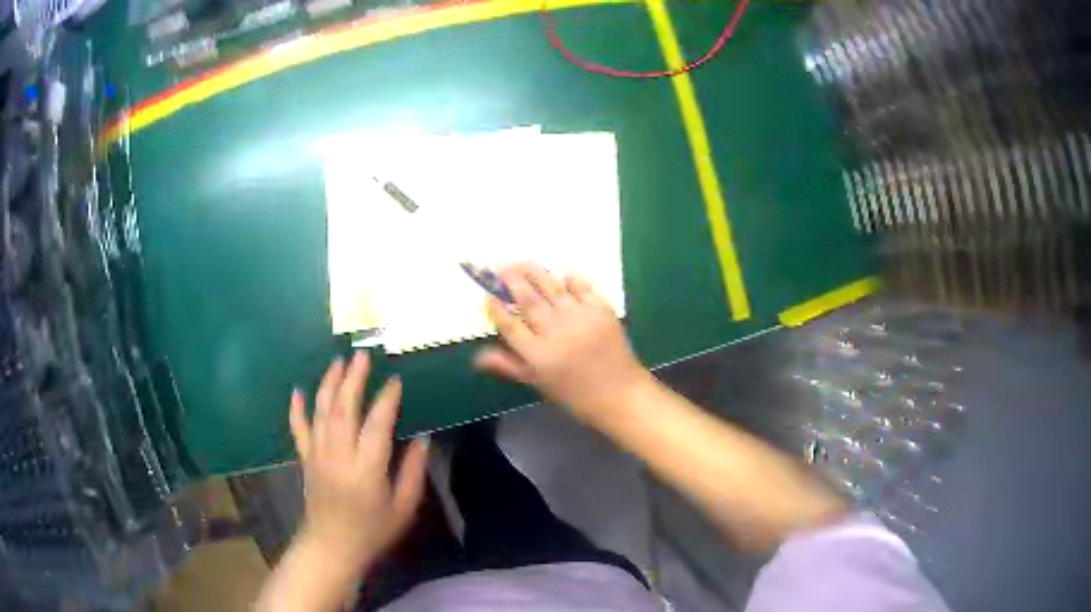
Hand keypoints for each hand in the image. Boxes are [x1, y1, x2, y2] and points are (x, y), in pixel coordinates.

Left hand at [288, 352, 428, 568]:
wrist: (332, 547)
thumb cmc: (372, 531)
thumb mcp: (403, 509)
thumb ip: (413, 473)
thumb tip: (423, 440)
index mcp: (366, 470)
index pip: (376, 425)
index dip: (386, 400)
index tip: (395, 380)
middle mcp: (338, 456)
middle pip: (344, 409)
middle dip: (353, 379)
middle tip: (362, 356)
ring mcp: (317, 455)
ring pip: (321, 412)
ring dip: (329, 384)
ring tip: (338, 362)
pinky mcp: (305, 459)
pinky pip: (298, 429)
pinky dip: (296, 408)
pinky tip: (297, 390)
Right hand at [475, 263, 650, 426]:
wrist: (620, 394)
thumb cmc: (576, 395)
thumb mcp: (539, 383)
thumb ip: (509, 366)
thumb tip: (478, 356)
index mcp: (539, 355)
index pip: (510, 326)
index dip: (496, 310)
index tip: (487, 296)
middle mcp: (557, 333)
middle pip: (529, 301)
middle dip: (512, 281)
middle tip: (500, 266)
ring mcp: (581, 319)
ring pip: (552, 289)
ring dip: (535, 272)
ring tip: (521, 262)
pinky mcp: (602, 311)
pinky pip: (583, 288)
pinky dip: (572, 279)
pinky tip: (563, 273)